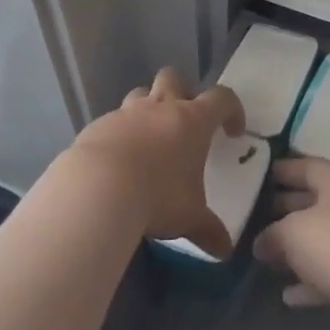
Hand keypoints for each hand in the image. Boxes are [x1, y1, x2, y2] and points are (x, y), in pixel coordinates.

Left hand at [65, 67, 244, 258]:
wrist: (97, 189)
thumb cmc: (157, 197)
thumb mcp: (189, 218)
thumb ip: (209, 231)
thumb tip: (225, 251)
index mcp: (192, 121)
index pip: (222, 98)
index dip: (232, 110)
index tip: (232, 132)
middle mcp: (160, 108)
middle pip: (174, 78)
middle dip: (183, 91)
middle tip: (185, 121)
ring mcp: (126, 113)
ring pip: (141, 94)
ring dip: (148, 108)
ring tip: (150, 139)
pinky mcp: (98, 126)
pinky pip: (114, 121)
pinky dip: (121, 133)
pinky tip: (118, 160)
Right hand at [254, 158, 329, 329]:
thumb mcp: (294, 232)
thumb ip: (272, 234)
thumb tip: (261, 243)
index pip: (305, 166)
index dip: (281, 170)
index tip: (257, 176)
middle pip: (313, 201)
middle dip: (284, 210)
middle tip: (253, 216)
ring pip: (322, 239)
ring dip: (296, 249)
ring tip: (265, 256)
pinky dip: (311, 282)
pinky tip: (288, 296)